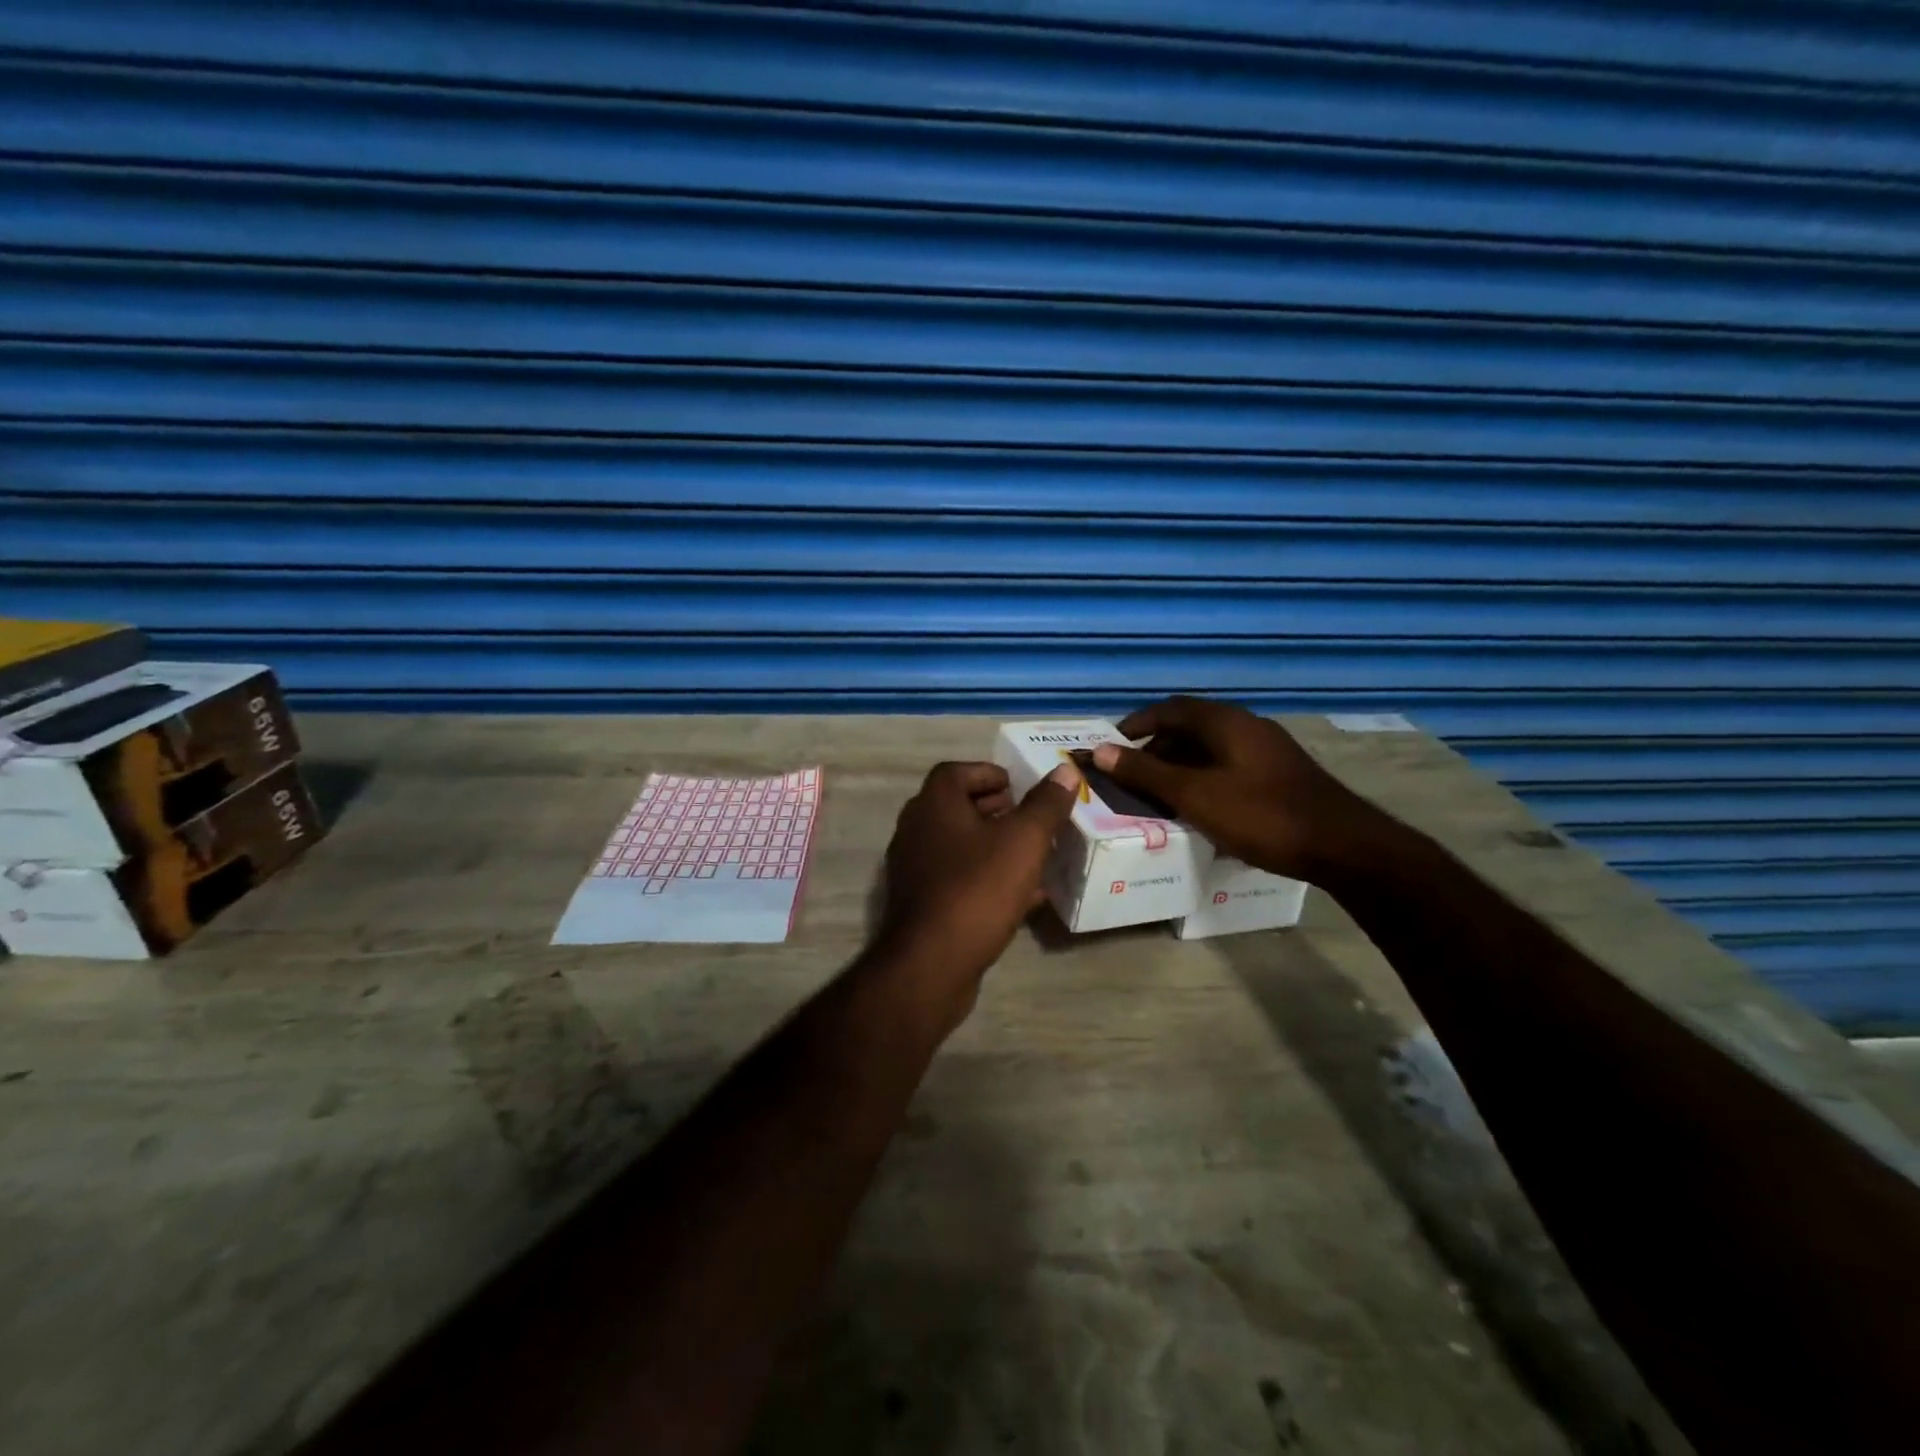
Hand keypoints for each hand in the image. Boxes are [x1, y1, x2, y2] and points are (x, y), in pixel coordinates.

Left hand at [876, 760, 1079, 1002]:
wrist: (932, 963)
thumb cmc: (978, 888)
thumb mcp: (1024, 841)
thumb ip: (1045, 804)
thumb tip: (1065, 772)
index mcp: (934, 804)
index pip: (956, 772)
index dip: (989, 773)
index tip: (1019, 786)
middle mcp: (916, 829)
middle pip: (957, 807)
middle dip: (995, 809)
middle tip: (1030, 818)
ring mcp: (914, 868)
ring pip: (959, 845)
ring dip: (993, 845)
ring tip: (1032, 854)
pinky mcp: (921, 903)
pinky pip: (958, 879)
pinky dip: (987, 878)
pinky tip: (1022, 897)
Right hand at [1090, 697, 1371, 881]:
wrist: (1343, 846)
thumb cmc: (1262, 815)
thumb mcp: (1195, 795)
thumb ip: (1146, 773)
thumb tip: (1099, 751)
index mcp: (1226, 722)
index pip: (1170, 708)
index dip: (1136, 723)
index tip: (1111, 745)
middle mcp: (1247, 726)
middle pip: (1190, 727)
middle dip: (1156, 749)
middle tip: (1132, 776)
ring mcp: (1268, 750)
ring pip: (1211, 749)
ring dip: (1181, 766)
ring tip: (1160, 795)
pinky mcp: (1281, 775)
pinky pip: (1229, 767)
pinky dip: (1205, 779)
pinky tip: (1201, 808)